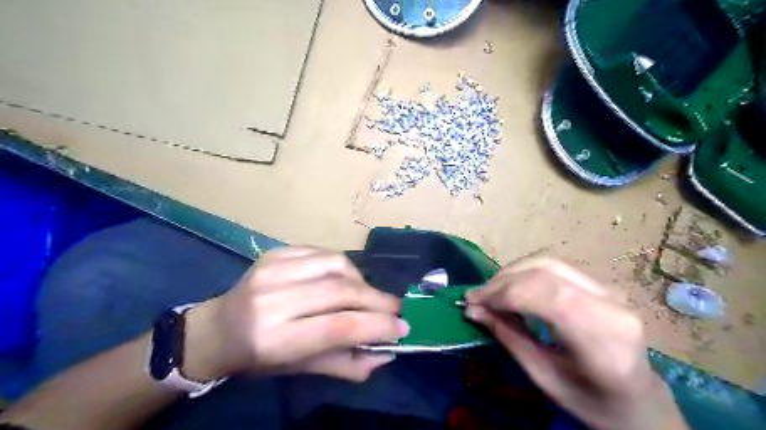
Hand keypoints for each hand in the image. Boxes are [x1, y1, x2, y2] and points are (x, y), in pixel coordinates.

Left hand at [183, 247, 409, 380]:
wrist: (217, 328)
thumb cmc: (258, 357)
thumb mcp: (300, 369)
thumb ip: (346, 364)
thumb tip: (386, 352)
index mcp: (274, 338)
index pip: (338, 326)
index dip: (377, 325)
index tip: (402, 327)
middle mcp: (272, 300)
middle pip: (341, 291)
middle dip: (377, 300)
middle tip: (395, 309)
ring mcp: (272, 269)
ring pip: (337, 265)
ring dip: (362, 281)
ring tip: (367, 296)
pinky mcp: (275, 253)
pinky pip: (323, 252)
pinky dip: (343, 266)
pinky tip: (345, 280)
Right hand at [464, 258, 691, 428]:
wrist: (639, 400)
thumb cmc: (592, 401)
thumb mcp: (544, 378)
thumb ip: (509, 338)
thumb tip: (473, 310)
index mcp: (604, 340)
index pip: (546, 296)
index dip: (503, 293)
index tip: (473, 301)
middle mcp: (612, 306)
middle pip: (545, 273)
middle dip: (503, 281)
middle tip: (478, 297)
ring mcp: (610, 290)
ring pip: (549, 263)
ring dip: (512, 272)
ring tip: (491, 291)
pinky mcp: (602, 284)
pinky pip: (556, 267)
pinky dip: (526, 273)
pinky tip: (512, 287)